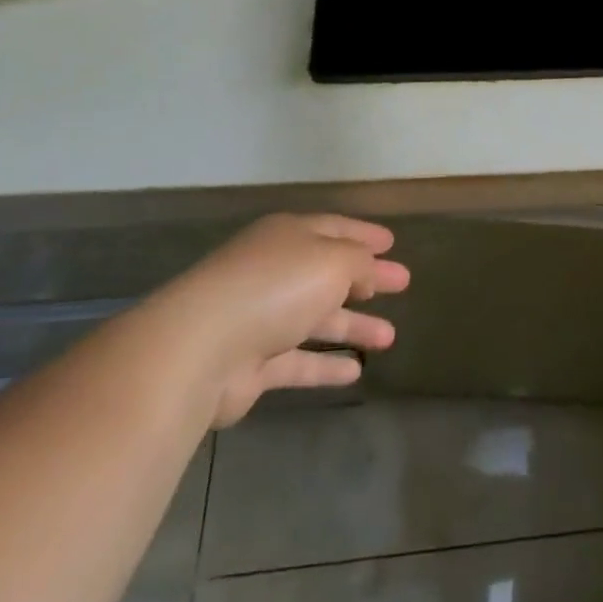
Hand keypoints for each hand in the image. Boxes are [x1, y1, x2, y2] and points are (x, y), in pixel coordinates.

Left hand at [142, 213, 410, 426]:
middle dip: (366, 279)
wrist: (199, 349)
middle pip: (329, 273)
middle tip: (402, 284)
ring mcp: (260, 318)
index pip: (335, 228)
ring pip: (316, 318)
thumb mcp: (333, 261)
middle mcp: (275, 271)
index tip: (392, 244)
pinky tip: (356, 373)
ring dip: (353, 326)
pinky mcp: (252, 364)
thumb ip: (359, 263)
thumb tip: (366, 272)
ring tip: (390, 337)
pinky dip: (325, 366)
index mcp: (289, 236)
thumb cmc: (275, 287)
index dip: (365, 235)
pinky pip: (298, 361)